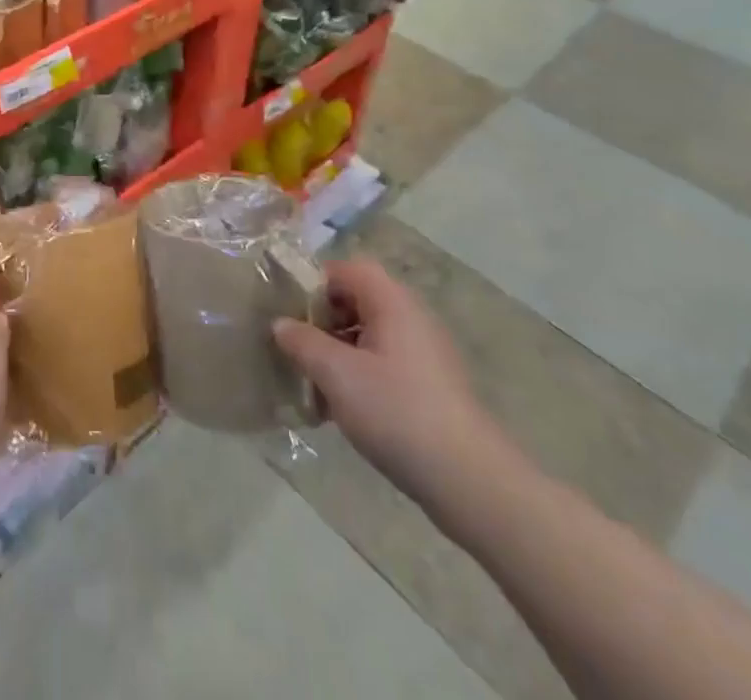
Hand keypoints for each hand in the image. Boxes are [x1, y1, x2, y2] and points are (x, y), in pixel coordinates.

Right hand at [274, 258, 497, 503]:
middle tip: (295, 345)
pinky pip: (383, 362)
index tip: (288, 309)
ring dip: (337, 350)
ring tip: (311, 380)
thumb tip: (280, 324)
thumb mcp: (337, 374)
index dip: (314, 281)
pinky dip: (358, 373)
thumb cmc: (397, 412)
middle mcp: (411, 317)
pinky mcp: (429, 386)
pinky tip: (339, 407)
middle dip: (322, 319)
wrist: (469, 481)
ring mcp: (424, 353)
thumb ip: (302, 342)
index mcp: (392, 302)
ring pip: (368, 334)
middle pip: (357, 299)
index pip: (347, 268)